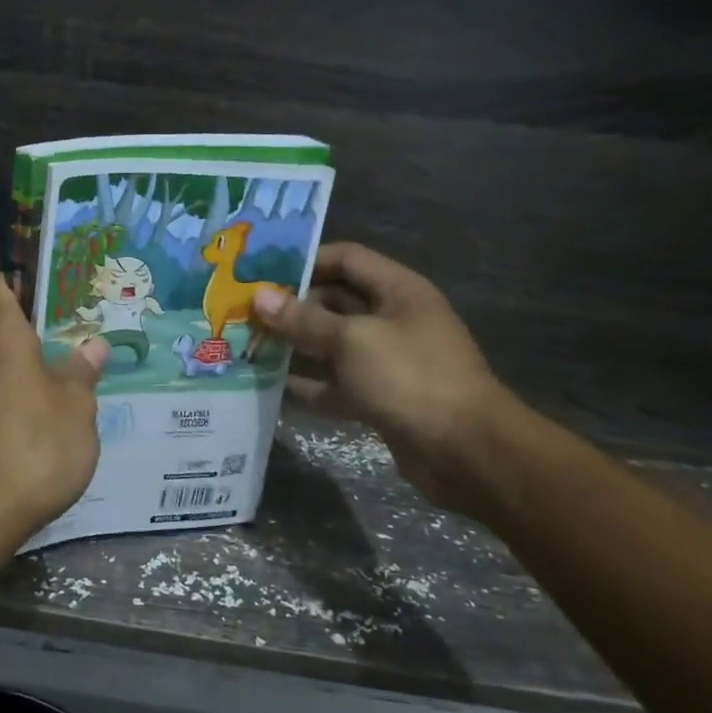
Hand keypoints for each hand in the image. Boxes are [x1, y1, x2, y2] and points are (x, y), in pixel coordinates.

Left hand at [0, 272, 108, 545]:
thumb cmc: (35, 446)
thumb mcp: (77, 409)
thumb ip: (82, 374)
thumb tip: (93, 346)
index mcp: (1, 337)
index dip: (10, 277)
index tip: (37, 283)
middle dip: (28, 331)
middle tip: (67, 338)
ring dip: (21, 369)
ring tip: (60, 380)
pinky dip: (10, 398)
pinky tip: (38, 421)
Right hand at [252, 243, 512, 517]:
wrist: (466, 453)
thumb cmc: (410, 378)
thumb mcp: (352, 341)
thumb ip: (304, 319)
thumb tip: (260, 297)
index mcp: (398, 291)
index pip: (346, 259)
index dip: (306, 260)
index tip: (262, 272)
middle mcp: (394, 319)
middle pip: (336, 301)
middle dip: (293, 306)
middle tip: (245, 311)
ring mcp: (388, 361)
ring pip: (333, 344)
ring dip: (296, 345)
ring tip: (249, 344)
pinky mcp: (382, 398)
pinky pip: (338, 384)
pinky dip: (310, 385)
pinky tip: (273, 386)